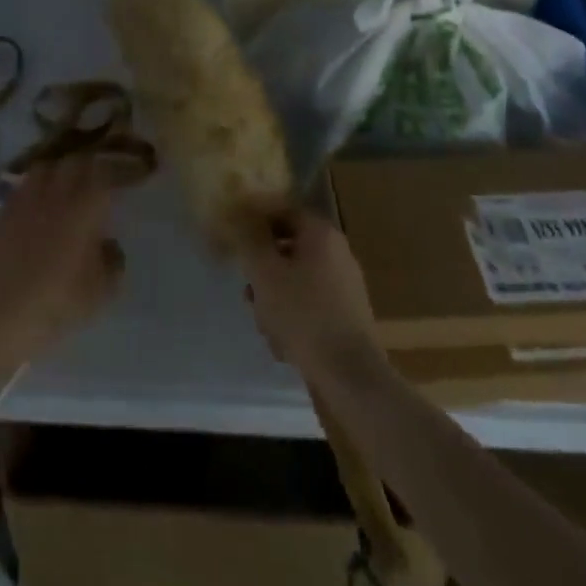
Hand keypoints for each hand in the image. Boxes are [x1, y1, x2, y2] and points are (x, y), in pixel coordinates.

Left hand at [0, 157, 125, 361]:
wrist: (8, 312)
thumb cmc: (62, 300)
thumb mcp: (103, 289)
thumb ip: (113, 260)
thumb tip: (110, 244)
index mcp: (85, 207)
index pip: (107, 174)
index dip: (122, 170)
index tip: (134, 174)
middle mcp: (56, 194)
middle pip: (76, 162)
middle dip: (91, 166)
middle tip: (101, 178)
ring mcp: (27, 200)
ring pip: (46, 167)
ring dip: (60, 171)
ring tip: (66, 184)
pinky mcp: (5, 212)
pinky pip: (23, 186)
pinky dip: (35, 187)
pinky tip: (38, 203)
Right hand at [238, 211, 384, 380]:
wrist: (350, 374)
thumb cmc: (303, 314)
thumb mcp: (264, 273)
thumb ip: (250, 240)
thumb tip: (240, 217)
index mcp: (321, 234)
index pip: (282, 211)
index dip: (255, 221)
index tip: (235, 239)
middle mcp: (337, 252)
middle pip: (288, 249)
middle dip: (263, 270)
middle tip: (248, 291)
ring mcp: (345, 285)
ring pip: (296, 280)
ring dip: (274, 297)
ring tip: (264, 324)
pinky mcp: (347, 314)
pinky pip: (310, 303)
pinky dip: (293, 316)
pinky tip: (283, 343)